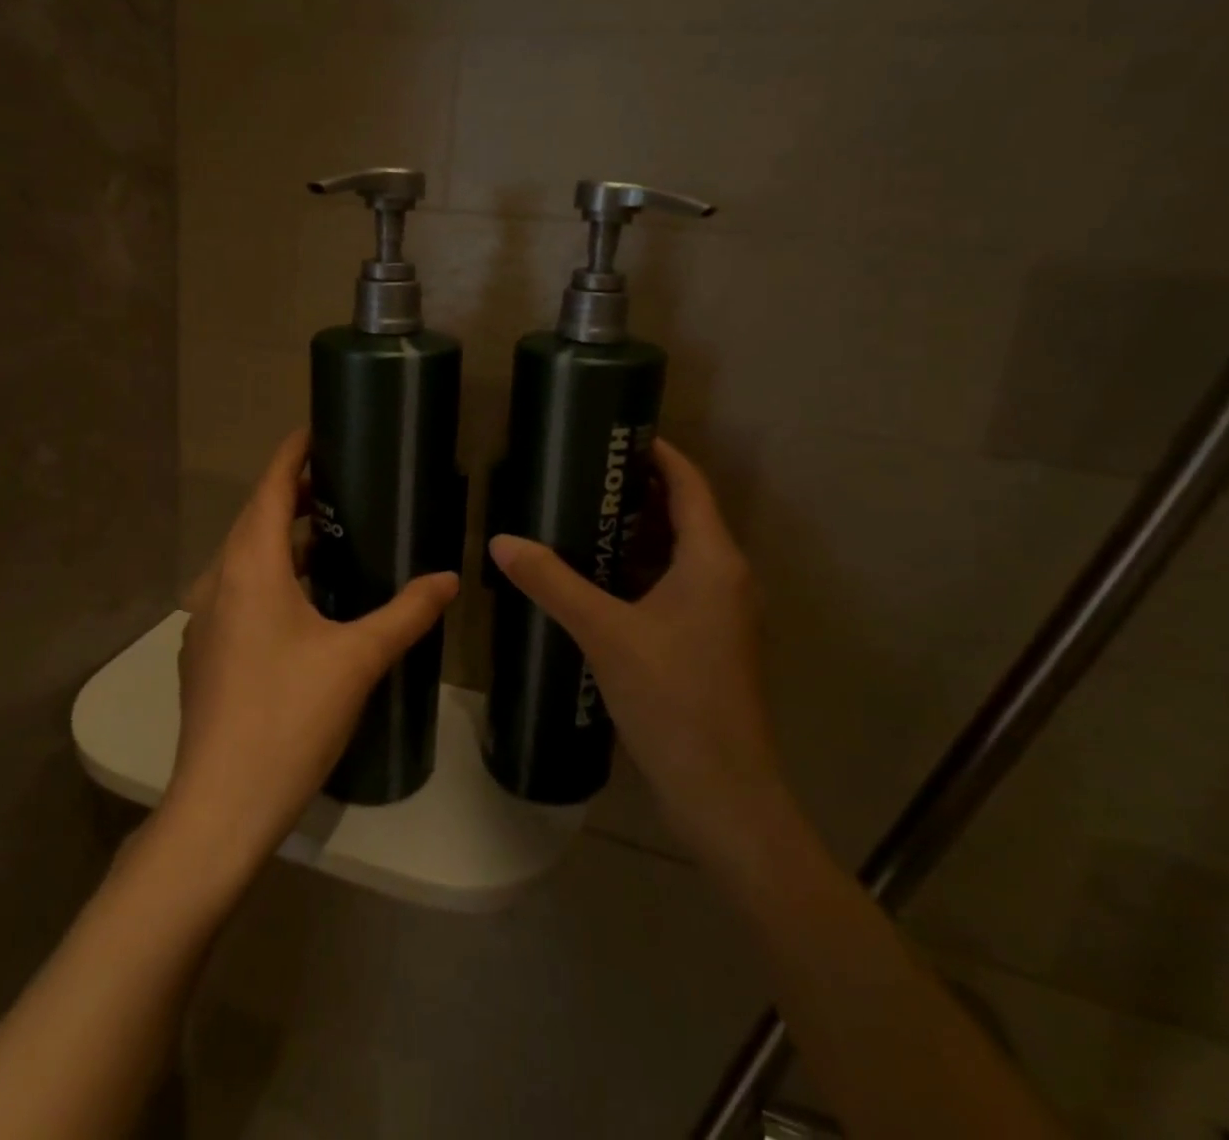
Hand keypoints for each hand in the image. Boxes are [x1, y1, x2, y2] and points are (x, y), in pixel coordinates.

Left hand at [162, 429, 458, 884]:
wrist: (221, 804)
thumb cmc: (290, 718)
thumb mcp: (358, 659)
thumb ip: (406, 613)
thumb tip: (448, 578)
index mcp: (251, 568)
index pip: (270, 489)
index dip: (292, 455)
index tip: (318, 431)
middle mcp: (218, 582)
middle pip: (255, 519)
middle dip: (294, 495)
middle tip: (341, 483)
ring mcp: (205, 620)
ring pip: (244, 559)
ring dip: (283, 539)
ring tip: (331, 537)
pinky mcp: (205, 653)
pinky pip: (238, 592)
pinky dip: (269, 576)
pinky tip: (303, 602)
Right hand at [488, 439, 779, 856]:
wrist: (724, 793)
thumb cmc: (673, 699)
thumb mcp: (604, 633)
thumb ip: (552, 583)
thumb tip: (502, 541)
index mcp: (713, 560)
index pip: (689, 484)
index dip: (658, 454)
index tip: (616, 435)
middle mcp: (726, 577)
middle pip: (684, 515)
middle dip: (637, 492)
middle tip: (582, 475)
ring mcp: (722, 613)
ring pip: (678, 554)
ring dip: (636, 534)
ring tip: (581, 518)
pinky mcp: (709, 642)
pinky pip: (675, 586)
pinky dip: (640, 572)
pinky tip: (597, 580)